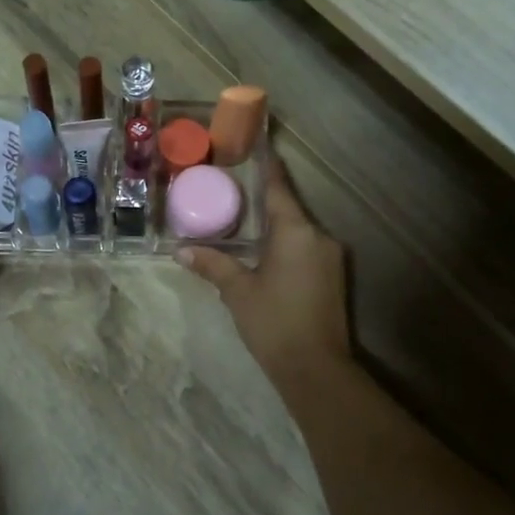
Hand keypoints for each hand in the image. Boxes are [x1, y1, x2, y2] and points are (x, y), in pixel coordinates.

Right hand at [177, 154, 350, 381]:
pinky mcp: (333, 277)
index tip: (257, 145)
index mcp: (296, 231)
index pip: (278, 188)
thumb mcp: (238, 292)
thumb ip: (213, 265)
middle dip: (263, 199)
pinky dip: (284, 243)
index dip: (267, 166)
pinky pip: (305, 248)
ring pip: (297, 230)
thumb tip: (181, 251)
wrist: (316, 369)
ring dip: (273, 224)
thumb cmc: (274, 323)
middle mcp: (318, 236)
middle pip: (288, 208)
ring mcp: (330, 257)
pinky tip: (263, 251)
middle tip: (233, 189)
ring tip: (243, 220)